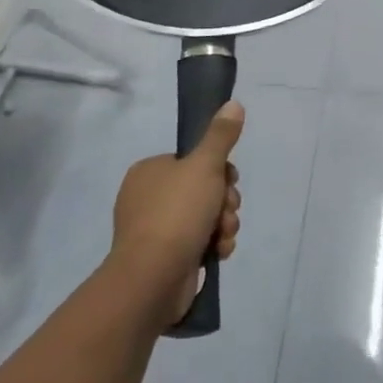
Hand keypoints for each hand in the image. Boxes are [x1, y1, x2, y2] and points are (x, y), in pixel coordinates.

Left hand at [109, 102, 243, 325]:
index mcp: (150, 171)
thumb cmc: (176, 214)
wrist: (152, 279)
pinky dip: (213, 244)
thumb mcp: (205, 166)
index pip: (195, 161)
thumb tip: (234, 103)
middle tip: (226, 211)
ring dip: (223, 224)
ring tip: (223, 235)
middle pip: (204, 189)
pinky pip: (197, 241)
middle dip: (224, 202)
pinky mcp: (163, 257)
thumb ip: (221, 135)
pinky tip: (219, 252)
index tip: (229, 182)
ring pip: (205, 216)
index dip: (220, 171)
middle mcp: (148, 197)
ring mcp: (154, 229)